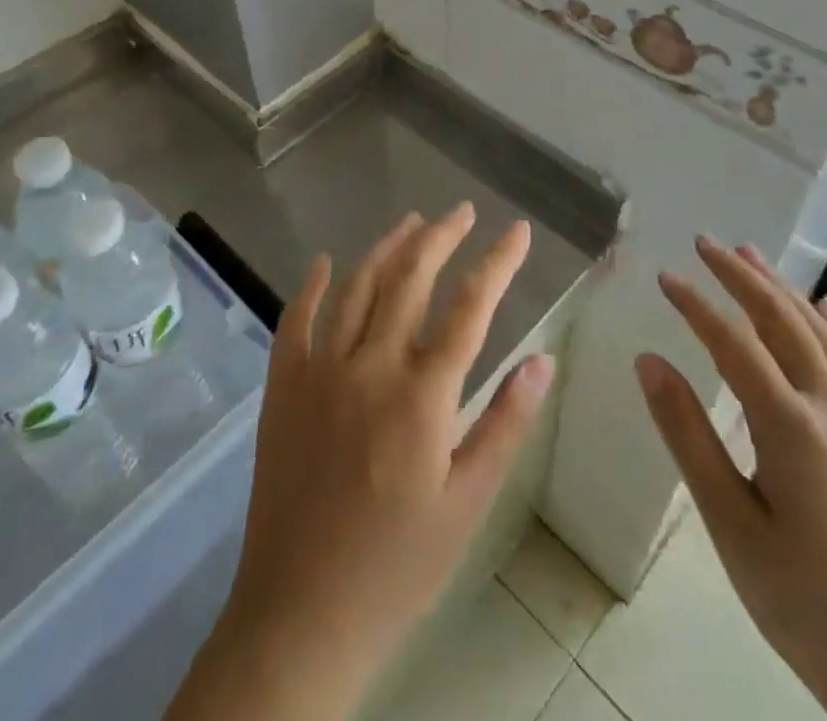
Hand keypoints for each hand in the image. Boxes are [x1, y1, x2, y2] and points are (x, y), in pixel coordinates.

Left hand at [168, 204, 555, 720]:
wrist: (300, 614)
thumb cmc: (398, 563)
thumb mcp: (468, 502)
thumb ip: (505, 423)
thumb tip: (542, 358)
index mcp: (423, 394)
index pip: (471, 306)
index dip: (498, 260)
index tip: (517, 230)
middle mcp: (371, 365)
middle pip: (411, 278)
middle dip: (441, 236)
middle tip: (461, 211)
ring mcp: (321, 370)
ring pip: (358, 286)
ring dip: (387, 247)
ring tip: (412, 221)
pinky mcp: (283, 386)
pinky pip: (296, 320)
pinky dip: (312, 285)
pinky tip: (325, 261)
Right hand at [637, 236, 826, 720]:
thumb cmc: (803, 602)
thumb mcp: (729, 524)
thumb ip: (688, 434)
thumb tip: (648, 361)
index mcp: (793, 429)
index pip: (733, 343)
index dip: (696, 304)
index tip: (666, 276)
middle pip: (782, 320)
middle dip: (741, 275)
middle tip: (706, 242)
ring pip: (822, 334)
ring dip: (782, 289)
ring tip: (750, 254)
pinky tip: (821, 307)